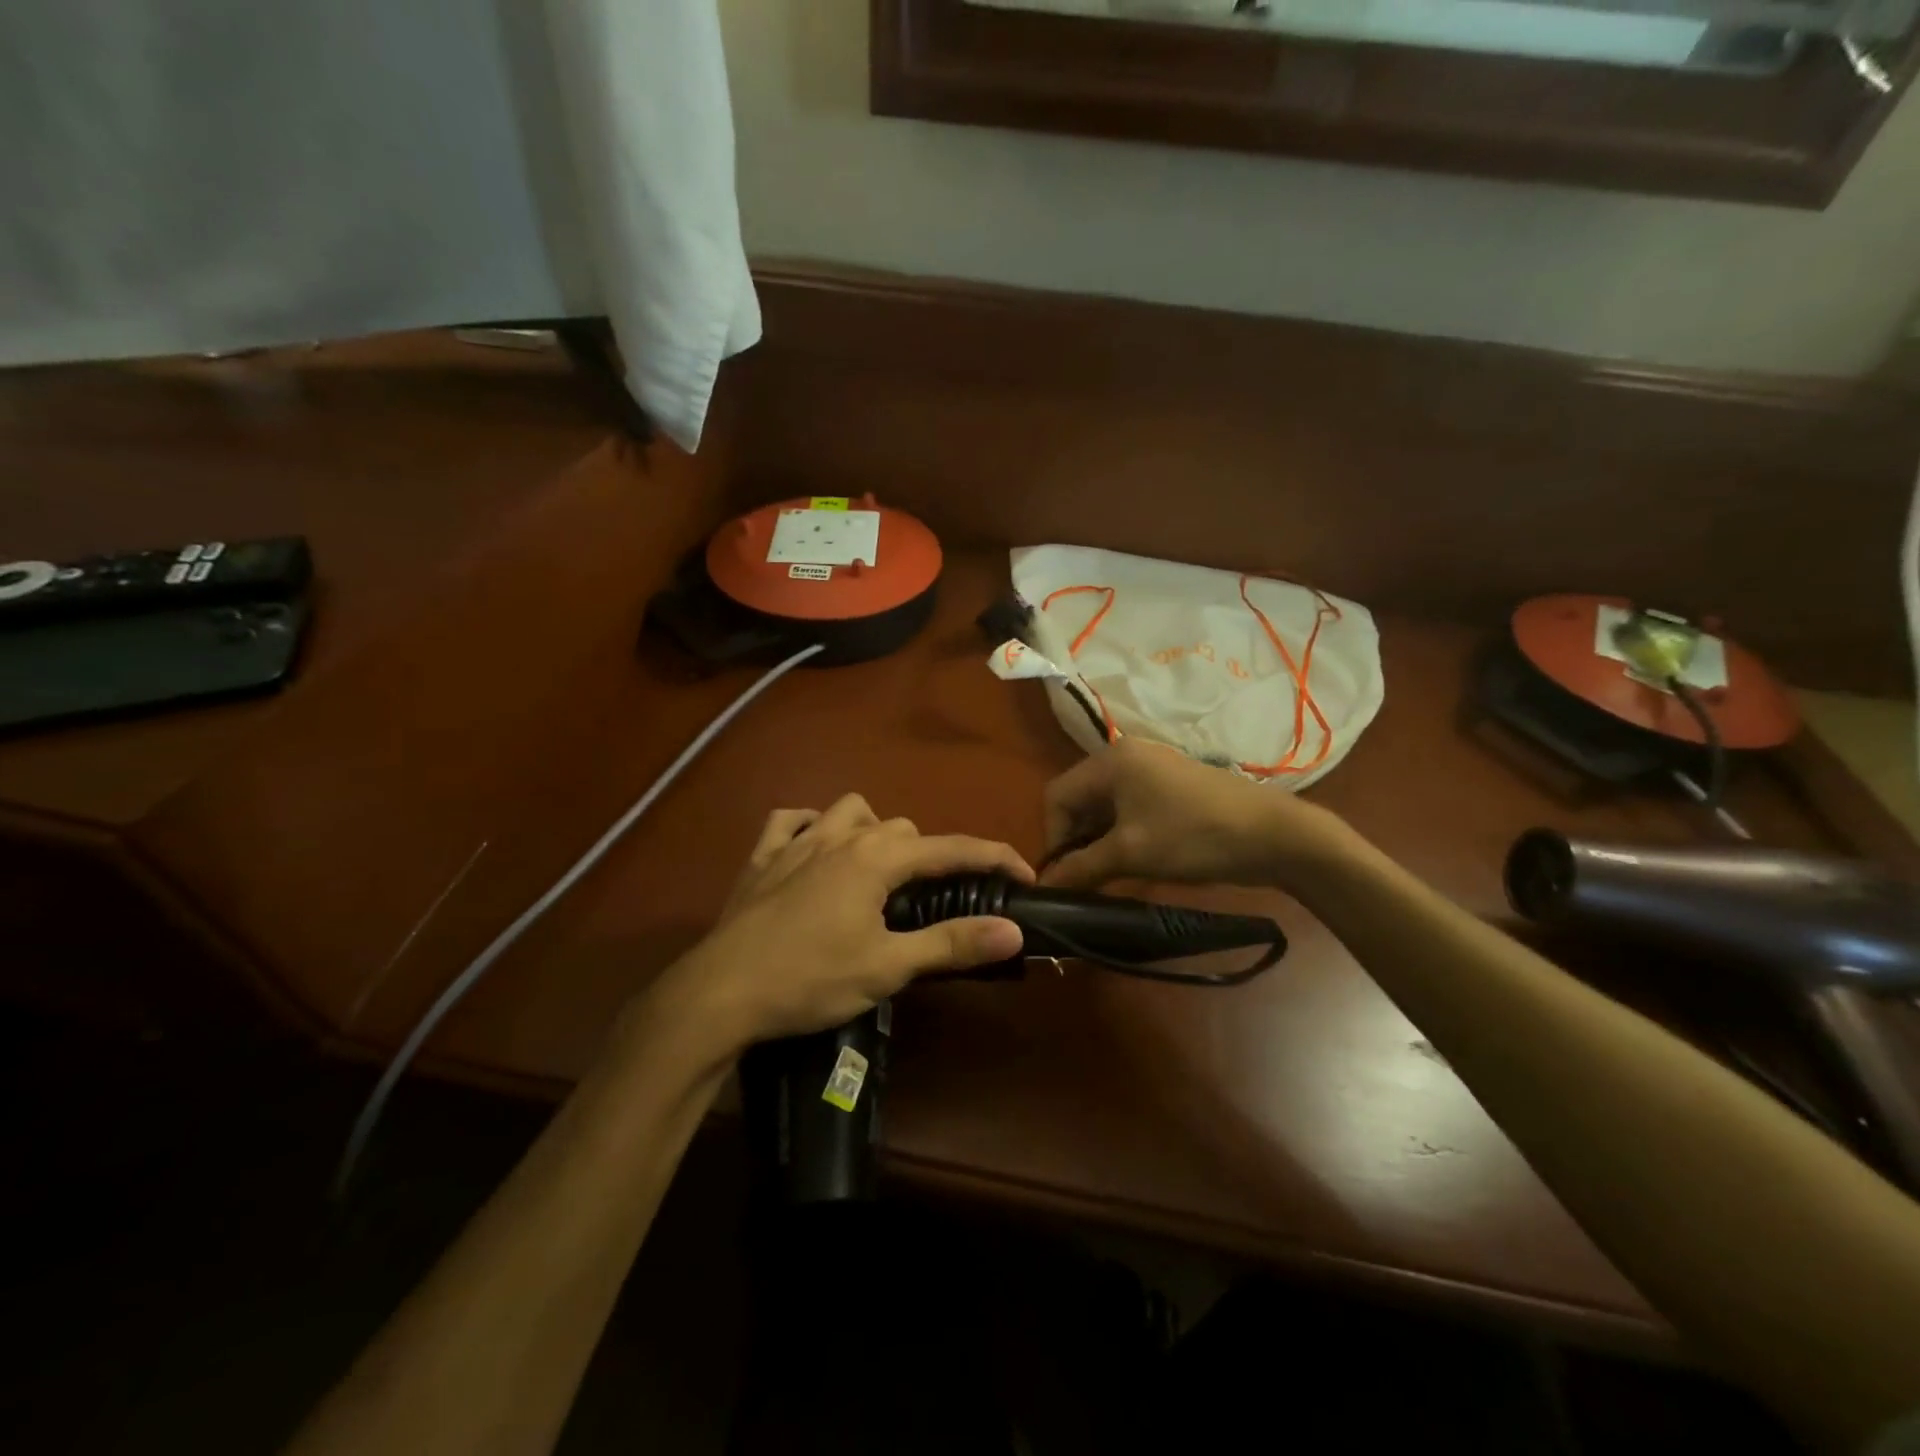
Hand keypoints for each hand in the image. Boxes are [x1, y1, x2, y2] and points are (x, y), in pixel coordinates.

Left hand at [658, 794, 1031, 1050]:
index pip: (950, 849)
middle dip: (929, 855)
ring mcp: (795, 843)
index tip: (1023, 874)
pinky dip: (808, 827)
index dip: (992, 857)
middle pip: (902, 828)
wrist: (721, 992)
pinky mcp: (761, 859)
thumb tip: (1013, 929)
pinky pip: (789, 821)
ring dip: (872, 831)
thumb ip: (952, 943)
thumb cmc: (810, 979)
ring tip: (877, 870)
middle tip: (937, 897)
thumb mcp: (888, 967)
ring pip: (848, 812)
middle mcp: (839, 837)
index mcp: (876, 859)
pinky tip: (812, 848)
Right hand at [1039, 738, 1350, 890]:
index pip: (1057, 796)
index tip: (1064, 875)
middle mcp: (1125, 756)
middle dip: (1074, 841)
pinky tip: (1130, 863)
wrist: (1275, 836)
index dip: (1052, 837)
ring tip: (1105, 877)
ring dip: (1097, 842)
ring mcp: (1150, 770)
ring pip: (1104, 808)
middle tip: (1083, 880)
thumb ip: (1080, 868)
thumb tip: (1042, 888)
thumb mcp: (1130, 854)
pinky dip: (1121, 836)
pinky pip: (1128, 810)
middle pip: (1079, 800)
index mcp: (1110, 761)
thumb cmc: (1193, 837)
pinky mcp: (1170, 788)